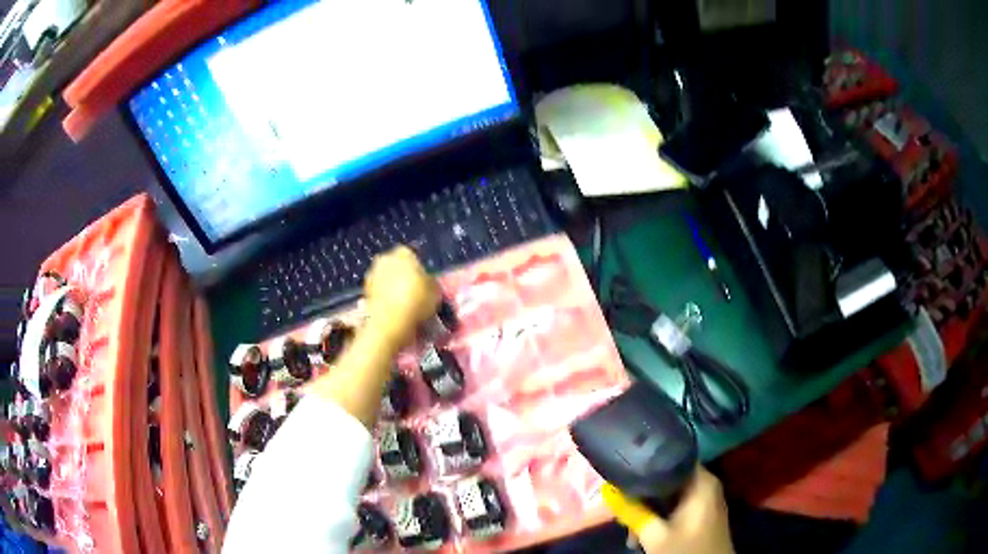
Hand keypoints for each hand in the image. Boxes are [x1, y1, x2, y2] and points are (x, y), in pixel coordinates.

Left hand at [364, 246, 440, 347]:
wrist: (390, 322)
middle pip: (396, 264)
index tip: (423, 281)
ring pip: (386, 277)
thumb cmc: (416, 301)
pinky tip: (393, 309)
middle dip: (402, 274)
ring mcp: (372, 273)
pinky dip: (384, 296)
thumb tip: (428, 283)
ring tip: (403, 302)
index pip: (412, 255)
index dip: (418, 268)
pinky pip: (379, 290)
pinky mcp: (364, 290)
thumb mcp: (435, 291)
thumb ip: (430, 283)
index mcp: (403, 253)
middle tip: (413, 290)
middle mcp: (385, 258)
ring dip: (392, 286)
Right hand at [603, 467, 733, 553]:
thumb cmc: (686, 549)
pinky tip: (645, 535)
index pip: (672, 458)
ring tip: (632, 533)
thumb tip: (607, 490)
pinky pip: (676, 507)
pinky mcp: (701, 515)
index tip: (623, 474)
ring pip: (669, 496)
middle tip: (623, 513)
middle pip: (668, 480)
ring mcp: (705, 501)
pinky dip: (660, 518)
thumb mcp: (654, 535)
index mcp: (701, 482)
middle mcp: (705, 485)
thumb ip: (632, 512)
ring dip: (648, 512)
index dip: (646, 464)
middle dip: (643, 497)